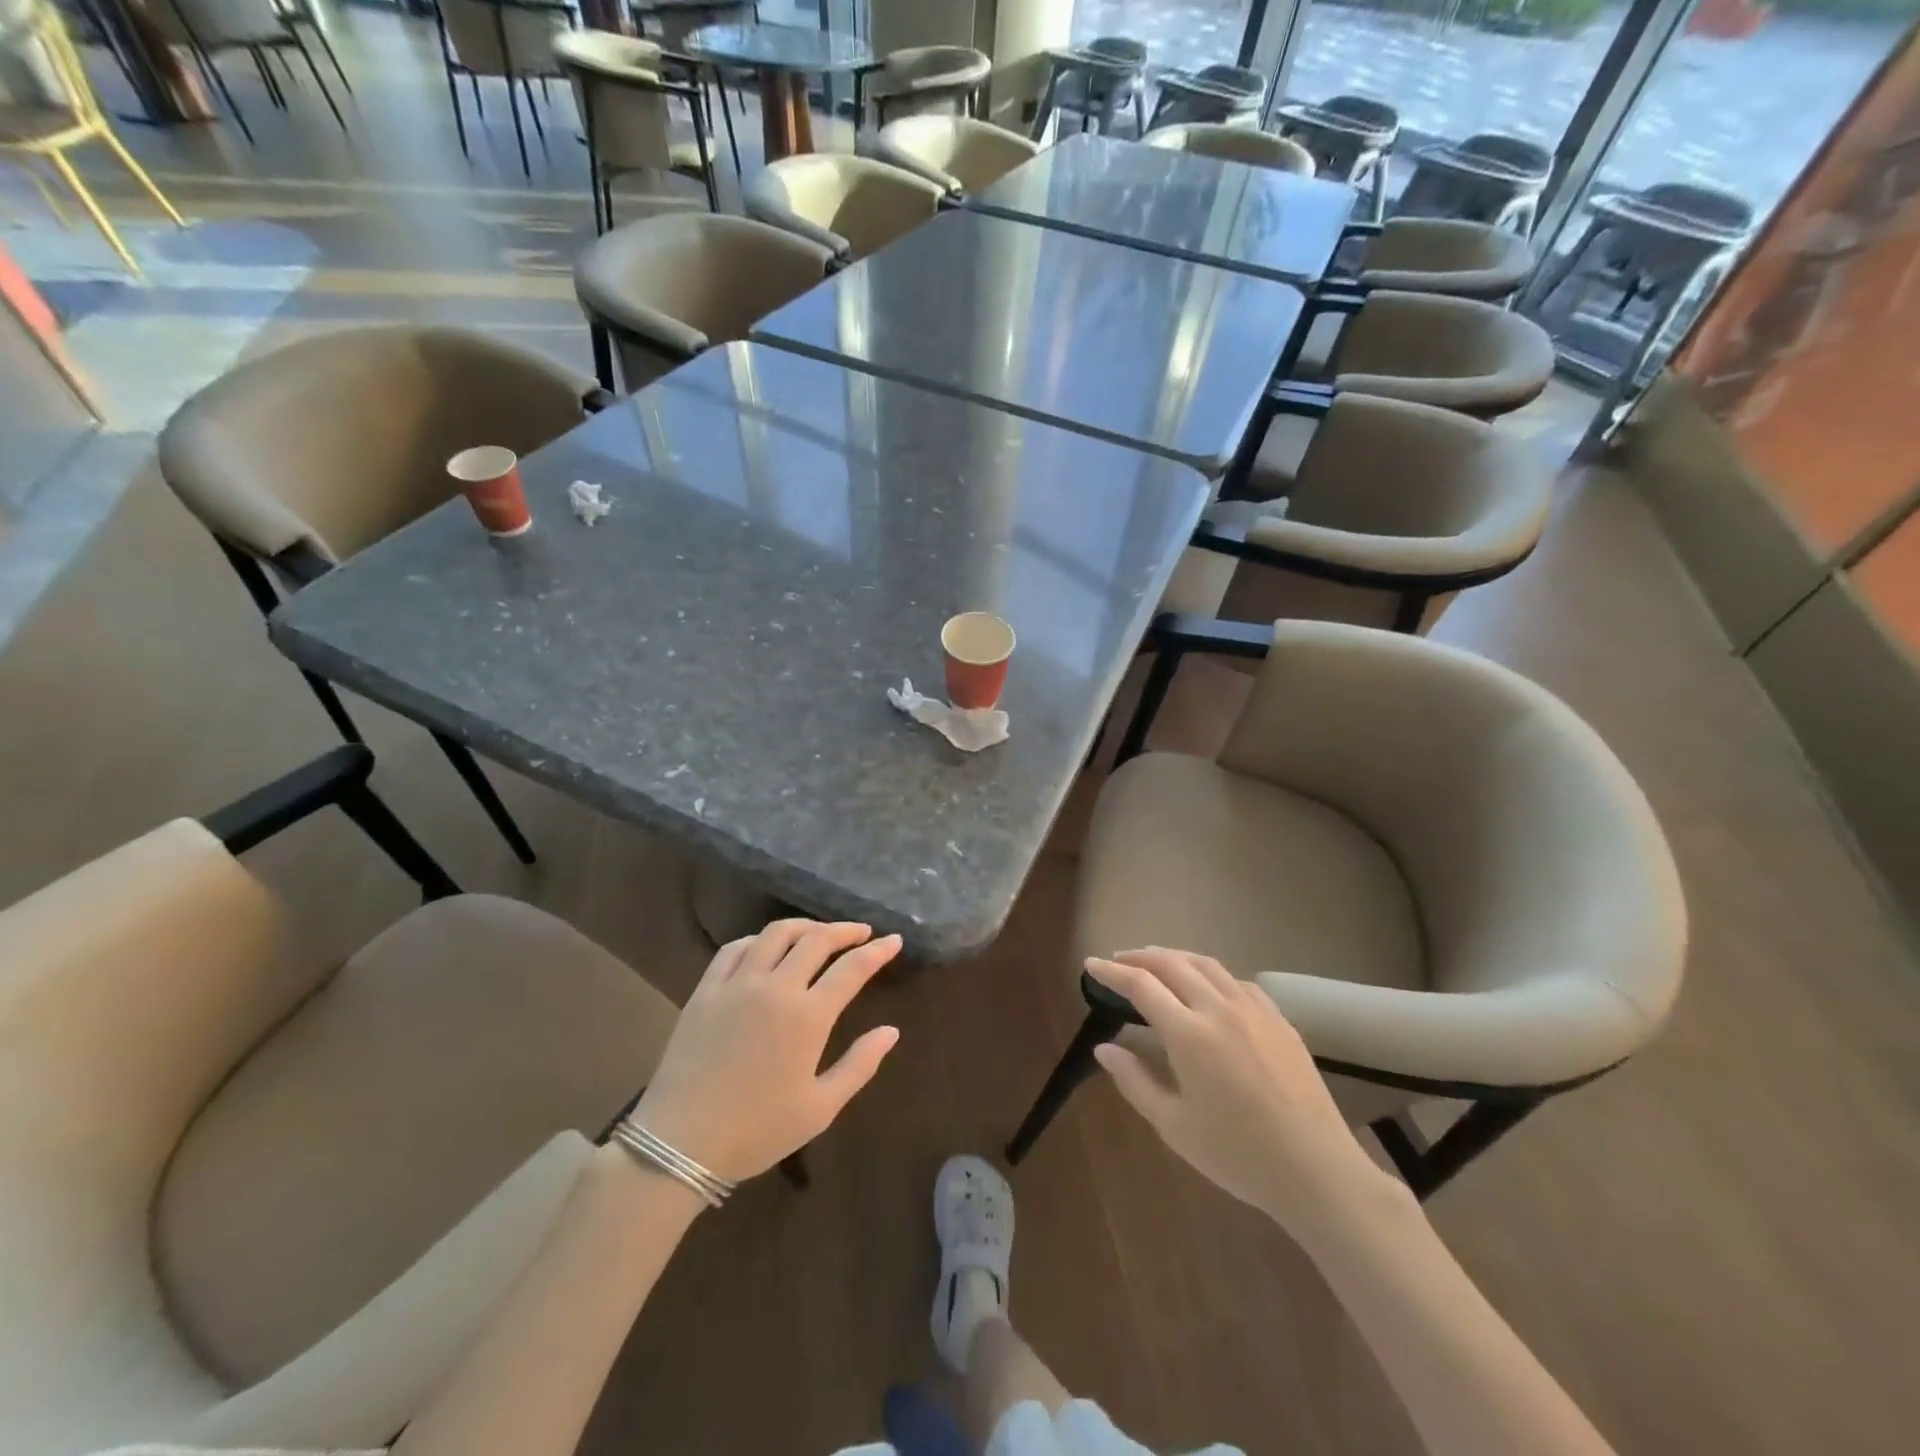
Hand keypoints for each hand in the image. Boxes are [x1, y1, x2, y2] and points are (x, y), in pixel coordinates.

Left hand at [635, 920, 901, 1182]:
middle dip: (844, 931)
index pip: (852, 968)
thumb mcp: (820, 1108)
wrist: (680, 1144)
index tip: (894, 940)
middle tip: (861, 932)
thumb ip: (859, 1065)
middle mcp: (775, 987)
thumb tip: (891, 1031)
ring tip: (819, 932)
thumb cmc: (757, 1131)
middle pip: (816, 940)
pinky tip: (766, 947)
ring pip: (775, 934)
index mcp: (808, 1016)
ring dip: (804, 926)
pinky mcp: (706, 990)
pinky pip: (734, 948)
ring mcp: (737, 984)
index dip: (877, 951)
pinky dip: (758, 940)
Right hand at [1087, 948, 1384, 1233]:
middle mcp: (1219, 1009)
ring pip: (1206, 965)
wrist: (1315, 1170)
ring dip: (1174, 957)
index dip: (1112, 972)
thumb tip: (1103, 1048)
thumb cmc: (1237, 1154)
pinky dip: (1211, 974)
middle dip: (1140, 957)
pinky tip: (1208, 988)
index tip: (1090, 964)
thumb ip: (1134, 1081)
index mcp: (1189, 1034)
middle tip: (1118, 960)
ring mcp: (1253, 1010)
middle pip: (1172, 964)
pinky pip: (1237, 981)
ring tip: (1156, 963)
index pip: (1141, 985)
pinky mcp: (1279, 1019)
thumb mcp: (1174, 1126)